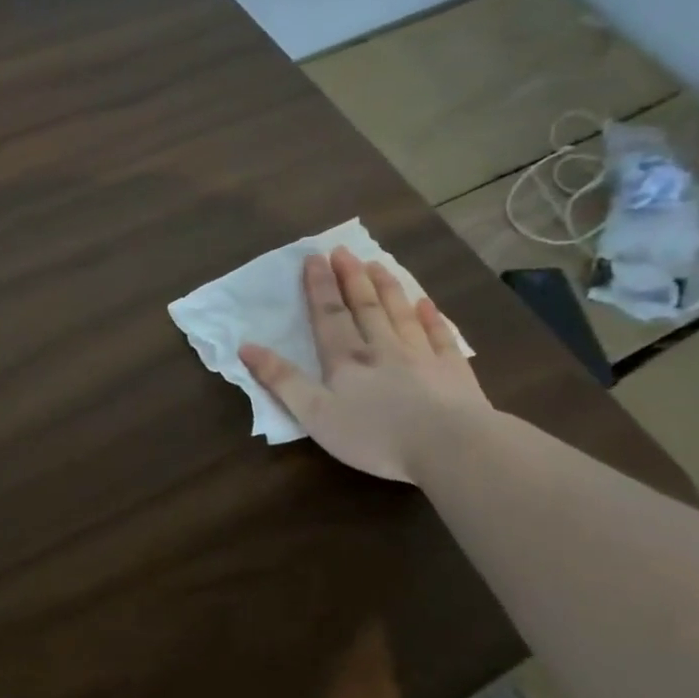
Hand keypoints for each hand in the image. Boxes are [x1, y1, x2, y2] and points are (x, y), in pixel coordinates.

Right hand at [240, 248, 491, 482]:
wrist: (450, 446)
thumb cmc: (374, 435)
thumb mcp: (314, 414)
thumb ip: (281, 380)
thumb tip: (246, 346)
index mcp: (346, 360)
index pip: (329, 316)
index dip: (319, 287)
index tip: (314, 257)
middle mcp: (382, 349)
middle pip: (365, 307)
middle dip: (351, 278)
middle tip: (343, 251)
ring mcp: (422, 357)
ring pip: (400, 315)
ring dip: (387, 288)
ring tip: (377, 264)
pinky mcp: (453, 373)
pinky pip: (441, 337)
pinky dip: (432, 319)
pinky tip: (426, 305)